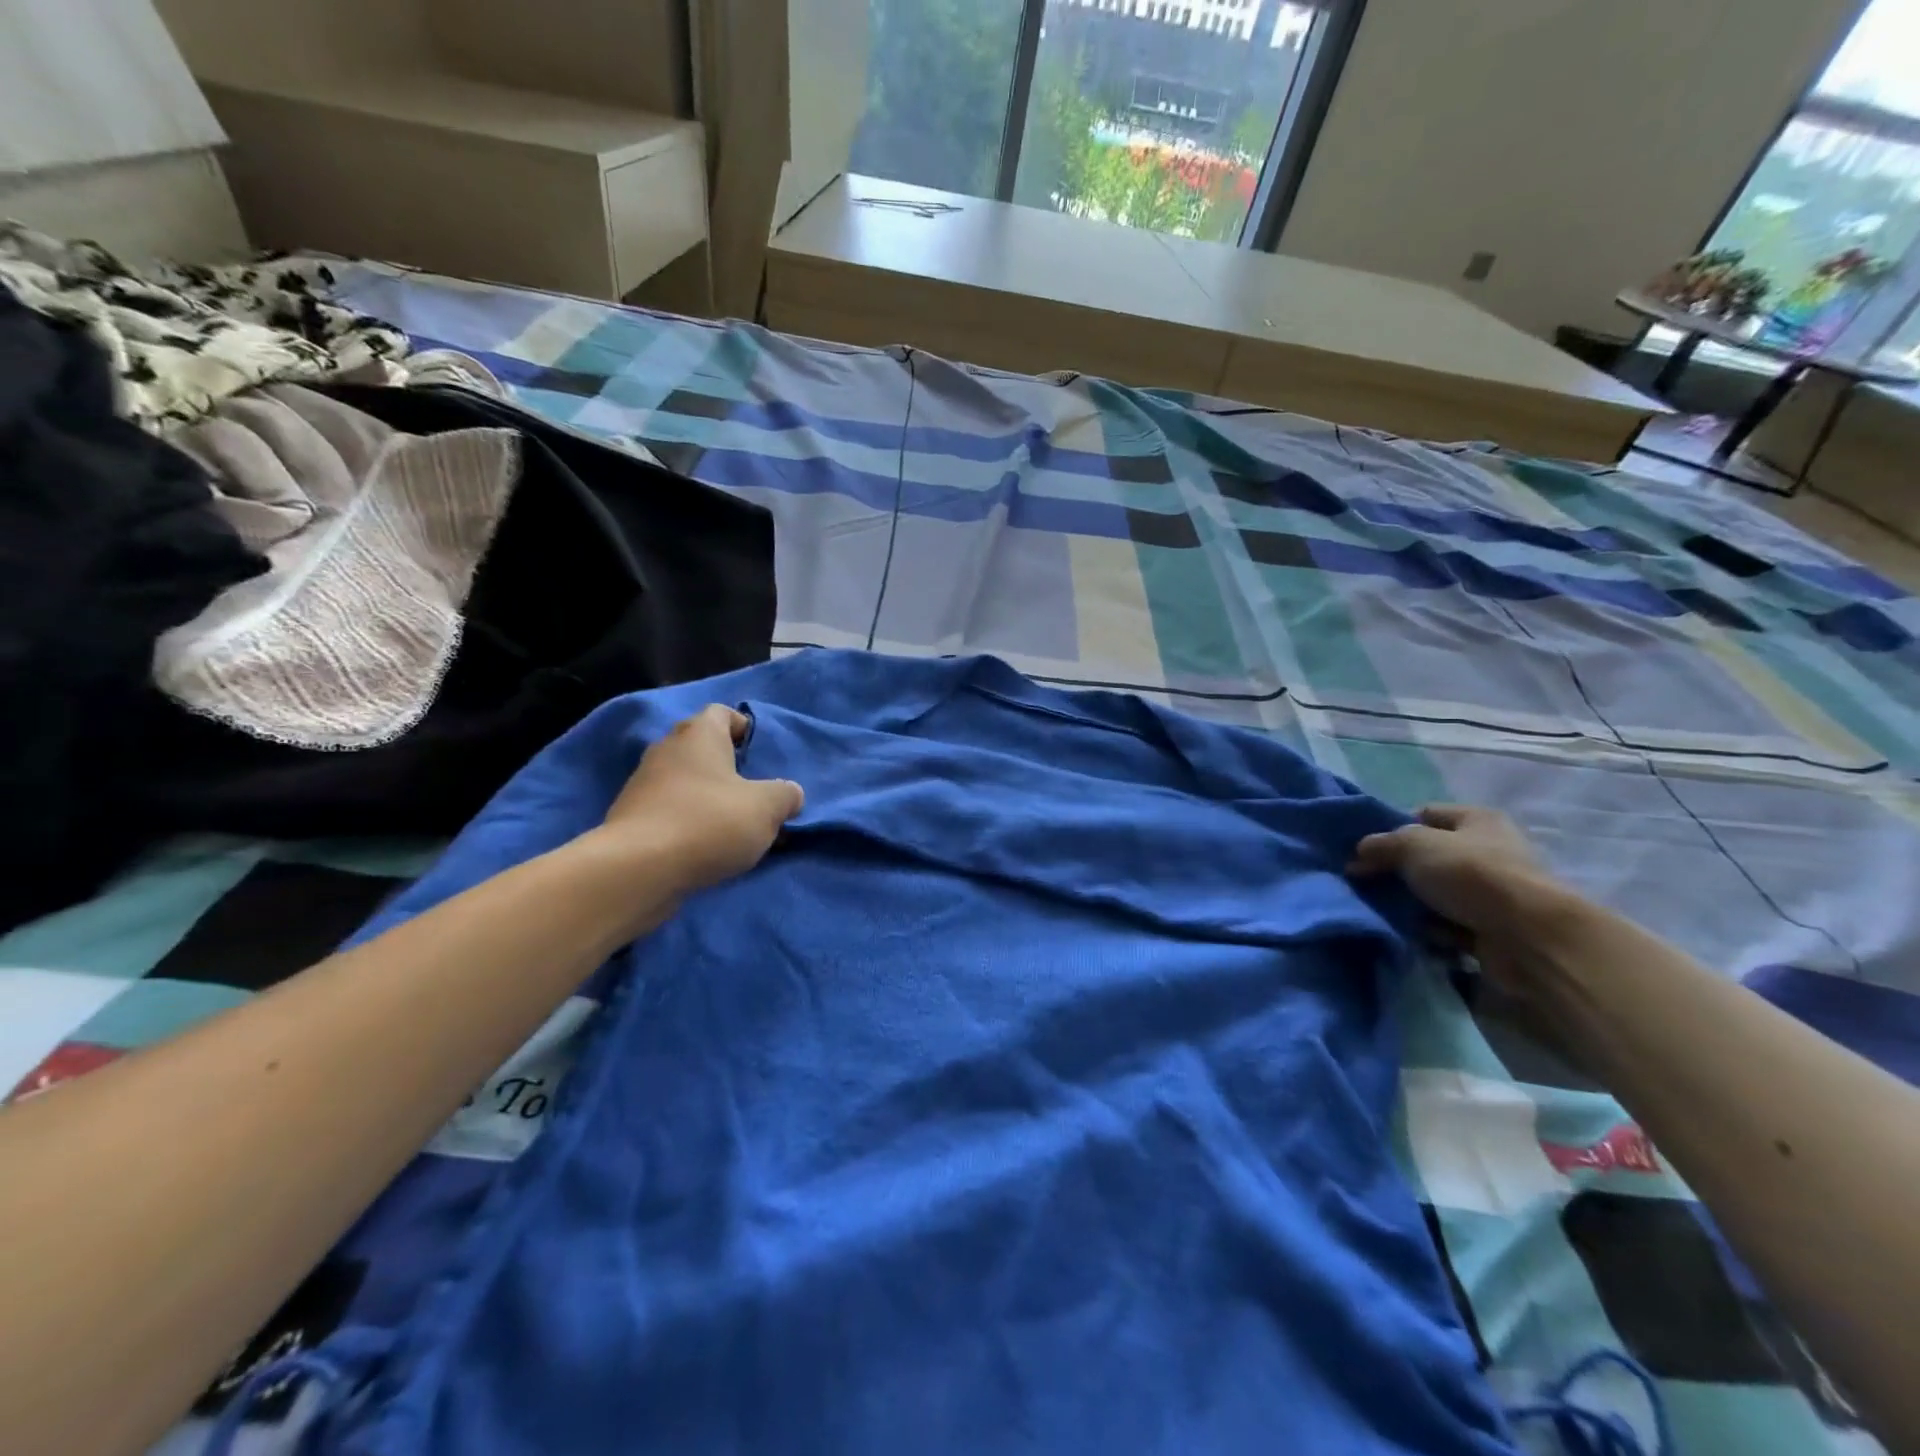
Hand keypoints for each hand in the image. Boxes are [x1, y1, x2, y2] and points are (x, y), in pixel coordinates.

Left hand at [597, 705, 804, 895]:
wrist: (637, 870)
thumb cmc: (708, 822)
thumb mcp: (766, 808)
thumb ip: (786, 795)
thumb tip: (790, 794)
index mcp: (699, 734)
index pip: (722, 713)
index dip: (745, 728)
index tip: (762, 755)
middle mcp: (667, 750)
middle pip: (703, 748)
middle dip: (730, 767)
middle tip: (756, 792)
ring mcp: (643, 784)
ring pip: (687, 782)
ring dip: (710, 798)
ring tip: (736, 826)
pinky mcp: (632, 818)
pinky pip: (671, 810)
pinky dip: (690, 822)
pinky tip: (708, 847)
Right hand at [1348, 805, 1548, 934]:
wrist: (1527, 937)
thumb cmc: (1470, 874)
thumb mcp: (1412, 845)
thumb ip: (1380, 845)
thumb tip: (1358, 856)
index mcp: (1477, 820)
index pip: (1424, 814)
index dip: (1393, 828)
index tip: (1367, 850)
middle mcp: (1488, 851)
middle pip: (1428, 857)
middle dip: (1397, 871)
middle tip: (1365, 882)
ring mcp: (1492, 893)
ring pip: (1435, 894)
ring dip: (1411, 904)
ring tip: (1384, 911)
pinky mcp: (1493, 928)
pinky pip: (1448, 925)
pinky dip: (1430, 931)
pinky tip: (1414, 934)